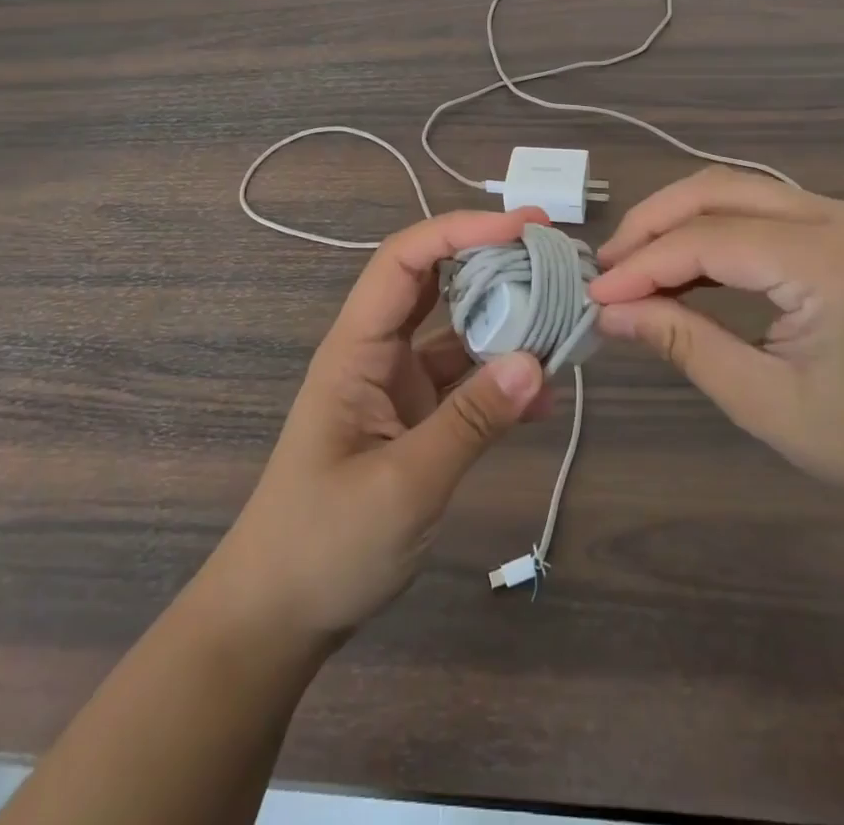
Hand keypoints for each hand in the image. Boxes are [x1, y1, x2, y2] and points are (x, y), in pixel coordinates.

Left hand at [208, 208, 550, 643]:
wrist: (278, 616)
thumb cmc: (324, 544)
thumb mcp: (404, 485)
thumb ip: (470, 421)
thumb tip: (537, 361)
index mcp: (357, 348)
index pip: (405, 260)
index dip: (461, 231)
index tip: (524, 227)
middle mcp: (378, 352)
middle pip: (436, 283)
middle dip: (492, 263)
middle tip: (555, 259)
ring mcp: (397, 385)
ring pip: (457, 331)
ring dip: (506, 323)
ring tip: (564, 322)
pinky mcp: (415, 419)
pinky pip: (465, 383)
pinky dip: (502, 382)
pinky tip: (543, 399)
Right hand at [588, 169, 843, 519]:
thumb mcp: (764, 402)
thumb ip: (682, 343)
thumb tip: (609, 313)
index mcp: (828, 261)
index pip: (709, 239)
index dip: (644, 263)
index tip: (597, 294)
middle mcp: (839, 218)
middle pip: (720, 190)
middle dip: (654, 222)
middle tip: (609, 266)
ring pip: (739, 190)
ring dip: (681, 220)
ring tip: (636, 264)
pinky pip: (764, 210)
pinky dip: (715, 230)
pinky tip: (687, 266)